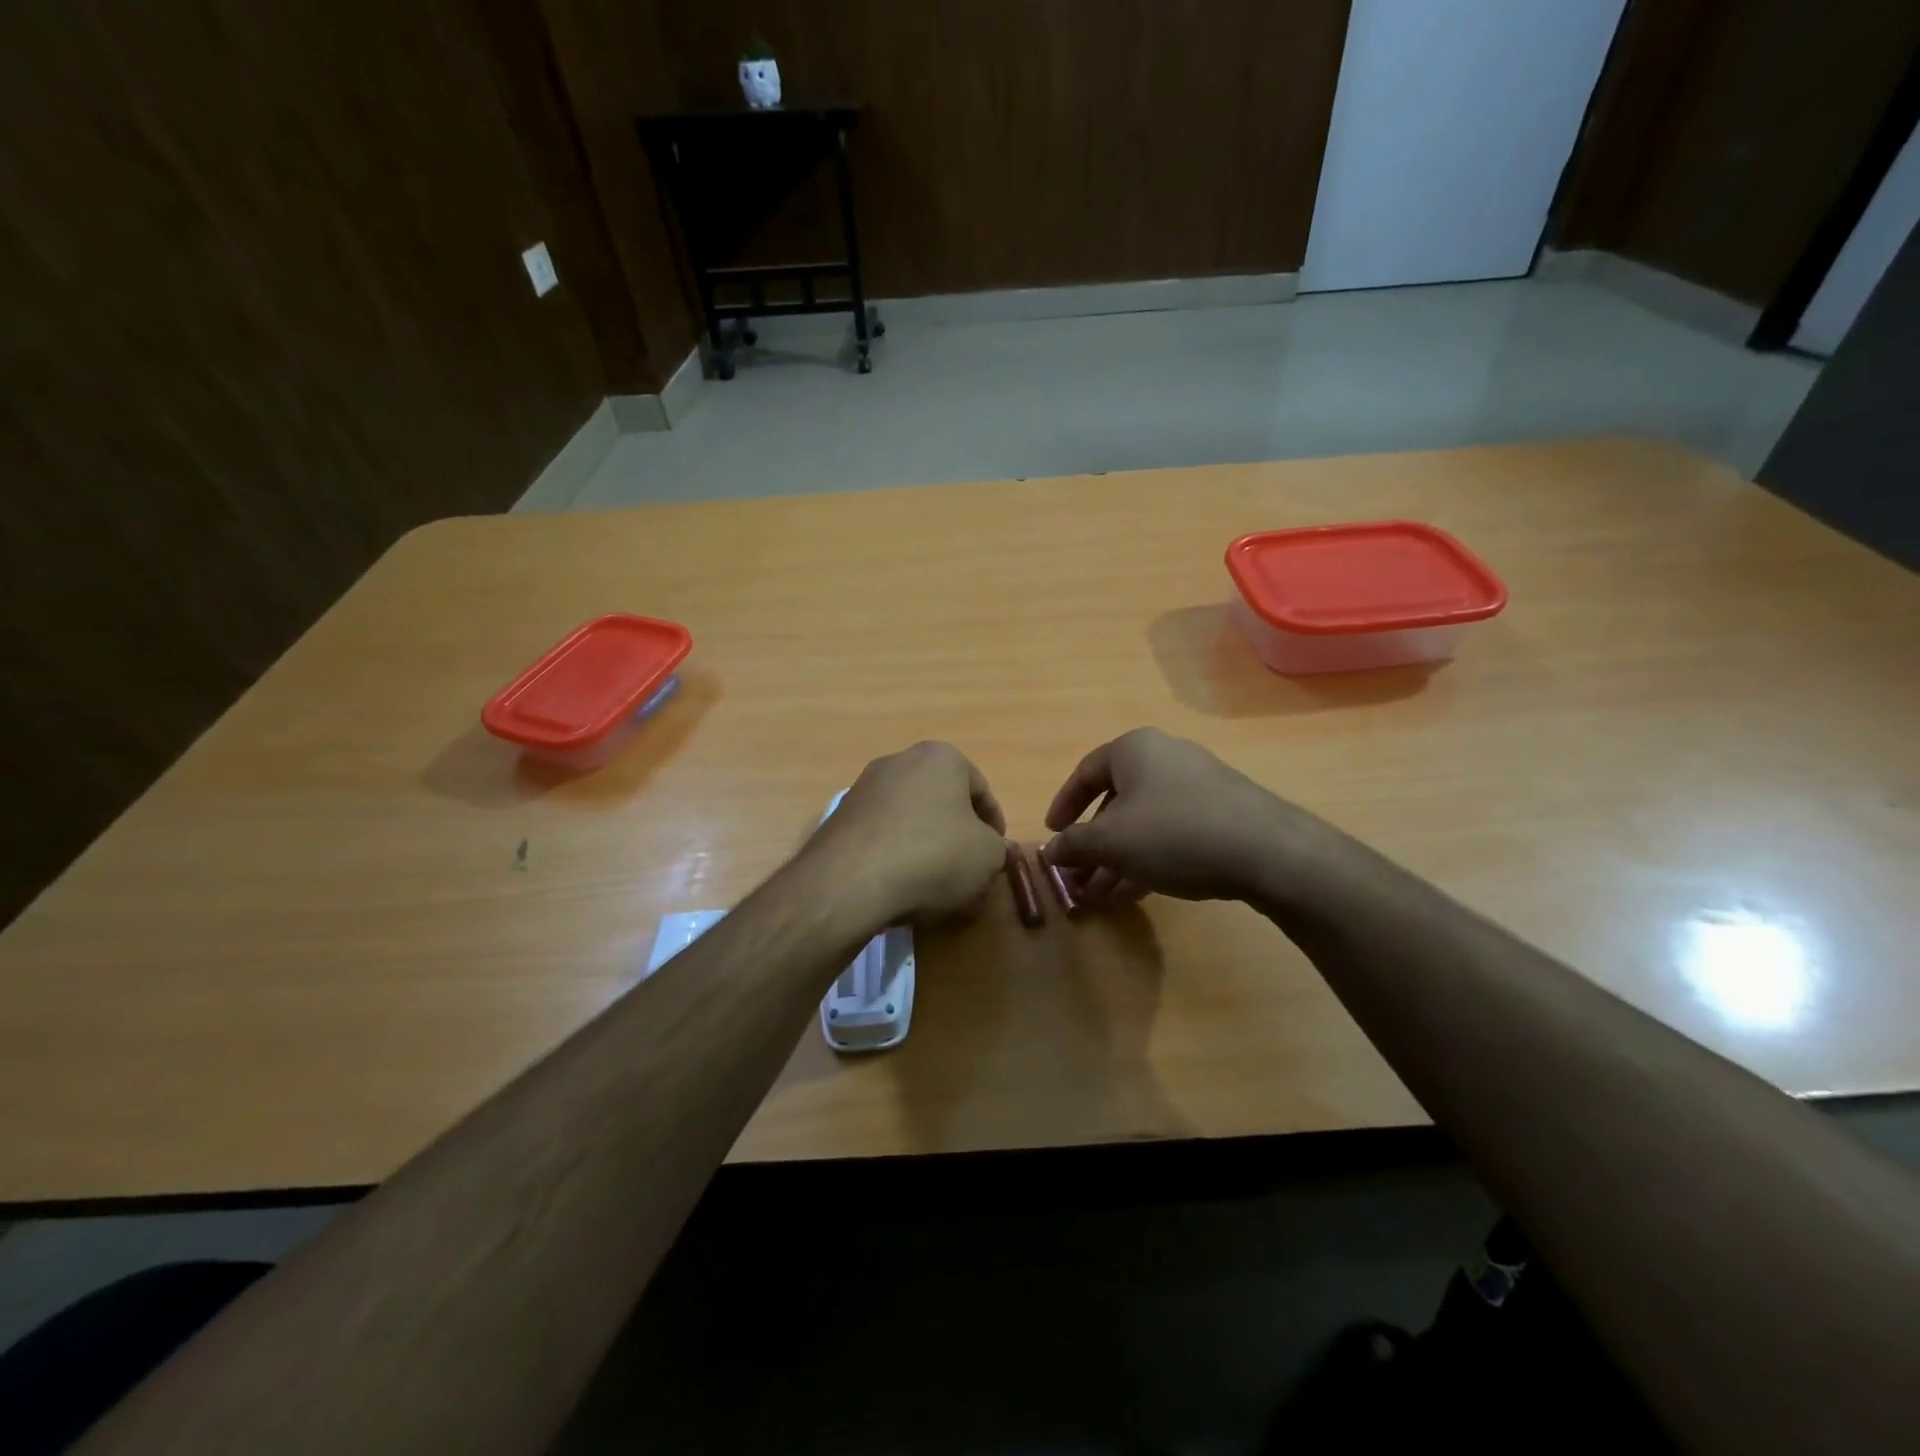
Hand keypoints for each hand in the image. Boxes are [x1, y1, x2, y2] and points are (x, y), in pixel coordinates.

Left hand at [806, 741, 1008, 926]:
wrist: (851, 882)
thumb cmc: (934, 856)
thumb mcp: (987, 857)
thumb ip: (997, 849)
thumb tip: (991, 850)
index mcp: (941, 757)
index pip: (981, 790)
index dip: (994, 825)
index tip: (996, 854)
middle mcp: (899, 761)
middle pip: (941, 800)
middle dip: (956, 832)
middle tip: (967, 867)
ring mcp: (863, 787)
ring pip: (909, 817)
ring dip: (924, 843)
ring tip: (933, 882)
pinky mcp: (839, 817)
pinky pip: (881, 835)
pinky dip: (895, 854)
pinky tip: (899, 884)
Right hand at [1043, 728, 1328, 904]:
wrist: (1267, 851)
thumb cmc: (1173, 832)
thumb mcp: (1111, 842)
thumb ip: (1074, 845)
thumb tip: (1049, 851)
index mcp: (1134, 750)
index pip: (1085, 772)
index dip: (1063, 806)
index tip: (1052, 836)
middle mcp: (1166, 758)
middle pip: (1116, 801)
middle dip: (1093, 844)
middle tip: (1077, 876)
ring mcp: (1198, 785)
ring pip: (1144, 822)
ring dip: (1118, 858)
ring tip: (1100, 895)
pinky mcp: (1223, 813)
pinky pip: (1172, 833)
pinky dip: (1149, 858)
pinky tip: (1136, 892)